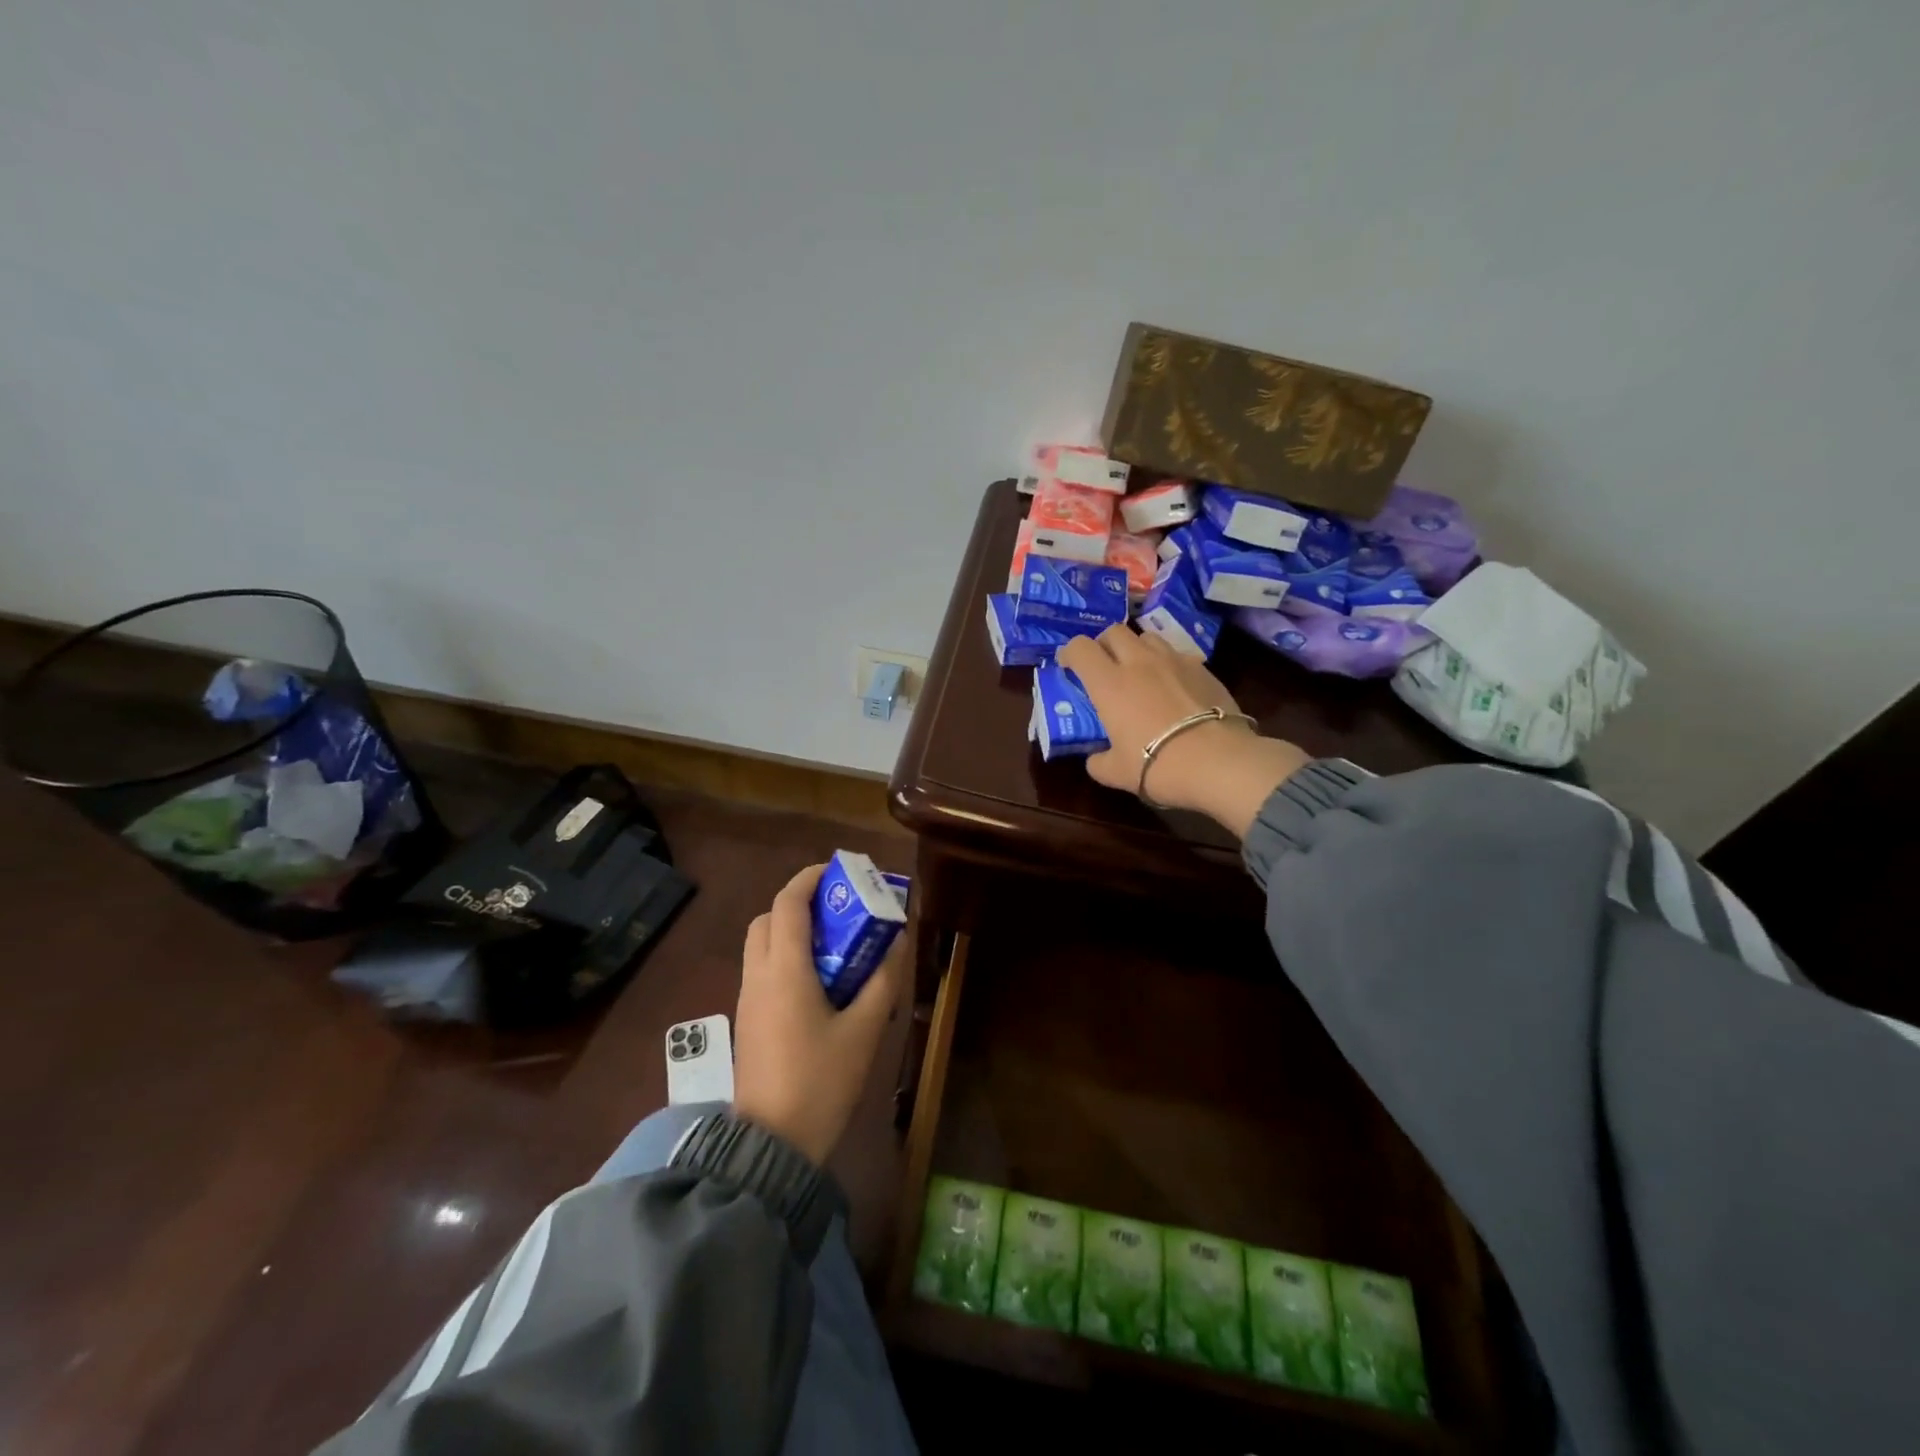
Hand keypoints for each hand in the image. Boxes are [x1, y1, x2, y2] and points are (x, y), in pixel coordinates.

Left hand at [733, 864, 901, 1165]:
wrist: (772, 1145)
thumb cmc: (821, 1081)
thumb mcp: (864, 1030)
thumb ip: (882, 980)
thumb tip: (896, 940)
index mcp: (784, 970)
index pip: (788, 903)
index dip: (809, 878)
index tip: (838, 871)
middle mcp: (758, 976)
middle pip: (768, 918)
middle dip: (799, 903)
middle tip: (836, 910)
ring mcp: (747, 999)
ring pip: (761, 944)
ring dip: (791, 930)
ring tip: (832, 943)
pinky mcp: (747, 1021)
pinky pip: (762, 970)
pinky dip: (784, 956)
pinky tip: (817, 980)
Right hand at [1057, 625, 1309, 837]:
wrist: (1219, 762)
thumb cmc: (1157, 765)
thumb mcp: (1116, 772)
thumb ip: (1098, 761)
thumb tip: (1095, 758)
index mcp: (1109, 683)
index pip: (1080, 648)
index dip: (1070, 652)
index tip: (1068, 665)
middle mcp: (1139, 662)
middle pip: (1115, 631)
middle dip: (1104, 643)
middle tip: (1104, 665)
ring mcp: (1175, 661)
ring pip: (1148, 637)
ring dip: (1137, 649)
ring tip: (1140, 671)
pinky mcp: (1204, 668)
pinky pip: (1179, 655)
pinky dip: (1169, 664)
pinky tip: (1174, 687)